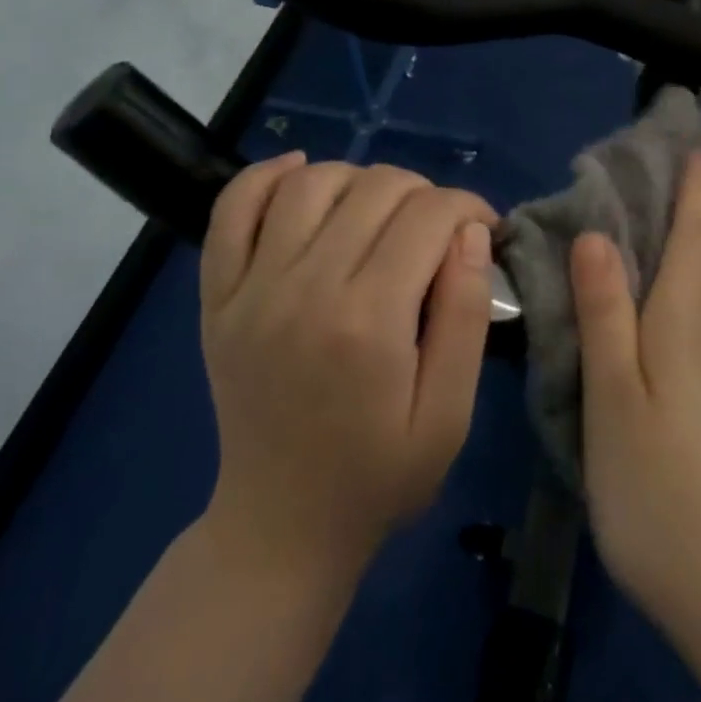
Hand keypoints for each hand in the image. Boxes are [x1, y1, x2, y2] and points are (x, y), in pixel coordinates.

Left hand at [199, 155, 495, 576]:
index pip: (428, 215)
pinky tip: (302, 175)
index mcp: (368, 321)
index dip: (468, 207)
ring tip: (381, 211)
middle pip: (376, 187)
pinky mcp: (217, 294)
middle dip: (425, 193)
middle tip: (439, 229)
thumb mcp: (449, 415)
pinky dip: (267, 176)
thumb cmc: (379, 475)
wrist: (280, 526)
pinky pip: (232, 207)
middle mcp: (304, 288)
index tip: (483, 227)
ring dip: (360, 179)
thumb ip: (466, 316)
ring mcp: (251, 287)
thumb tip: (472, 231)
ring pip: (312, 181)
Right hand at [570, 151, 700, 631]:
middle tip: (685, 152)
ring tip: (684, 196)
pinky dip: (698, 270)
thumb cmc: (661, 492)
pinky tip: (678, 279)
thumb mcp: (614, 401)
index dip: (694, 182)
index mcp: (686, 321)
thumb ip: (604, 315)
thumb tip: (596, 234)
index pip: (696, 232)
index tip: (687, 134)